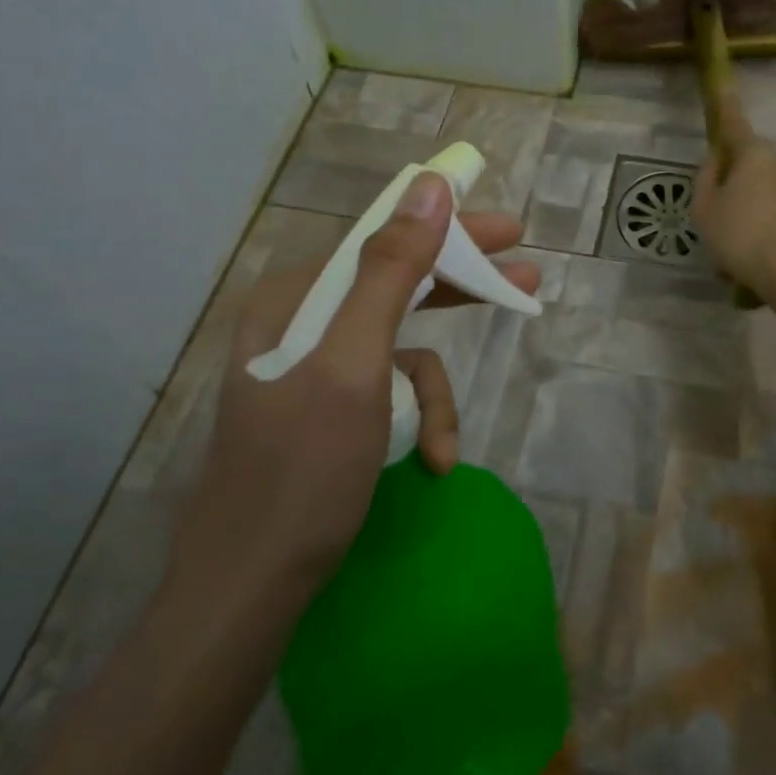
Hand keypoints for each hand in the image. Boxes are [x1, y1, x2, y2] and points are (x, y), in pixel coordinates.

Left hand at [163, 173, 541, 630]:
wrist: (250, 587)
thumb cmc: (302, 471)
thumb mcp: (355, 364)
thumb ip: (391, 272)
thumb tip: (431, 187)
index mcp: (295, 299)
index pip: (385, 242)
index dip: (451, 231)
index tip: (508, 229)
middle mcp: (300, 323)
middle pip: (397, 288)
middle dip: (459, 293)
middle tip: (525, 280)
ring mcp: (313, 369)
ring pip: (401, 352)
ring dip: (433, 397)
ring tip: (444, 448)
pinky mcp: (327, 410)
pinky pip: (389, 393)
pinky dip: (416, 423)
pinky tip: (430, 462)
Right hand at [692, 91, 775, 298]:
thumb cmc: (739, 234)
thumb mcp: (705, 207)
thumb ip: (706, 179)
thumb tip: (715, 162)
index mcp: (753, 153)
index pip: (734, 123)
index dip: (724, 106)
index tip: (723, 86)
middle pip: (747, 159)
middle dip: (729, 176)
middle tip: (711, 207)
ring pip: (758, 186)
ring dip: (741, 203)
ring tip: (726, 239)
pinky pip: (769, 207)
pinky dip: (755, 220)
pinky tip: (745, 250)